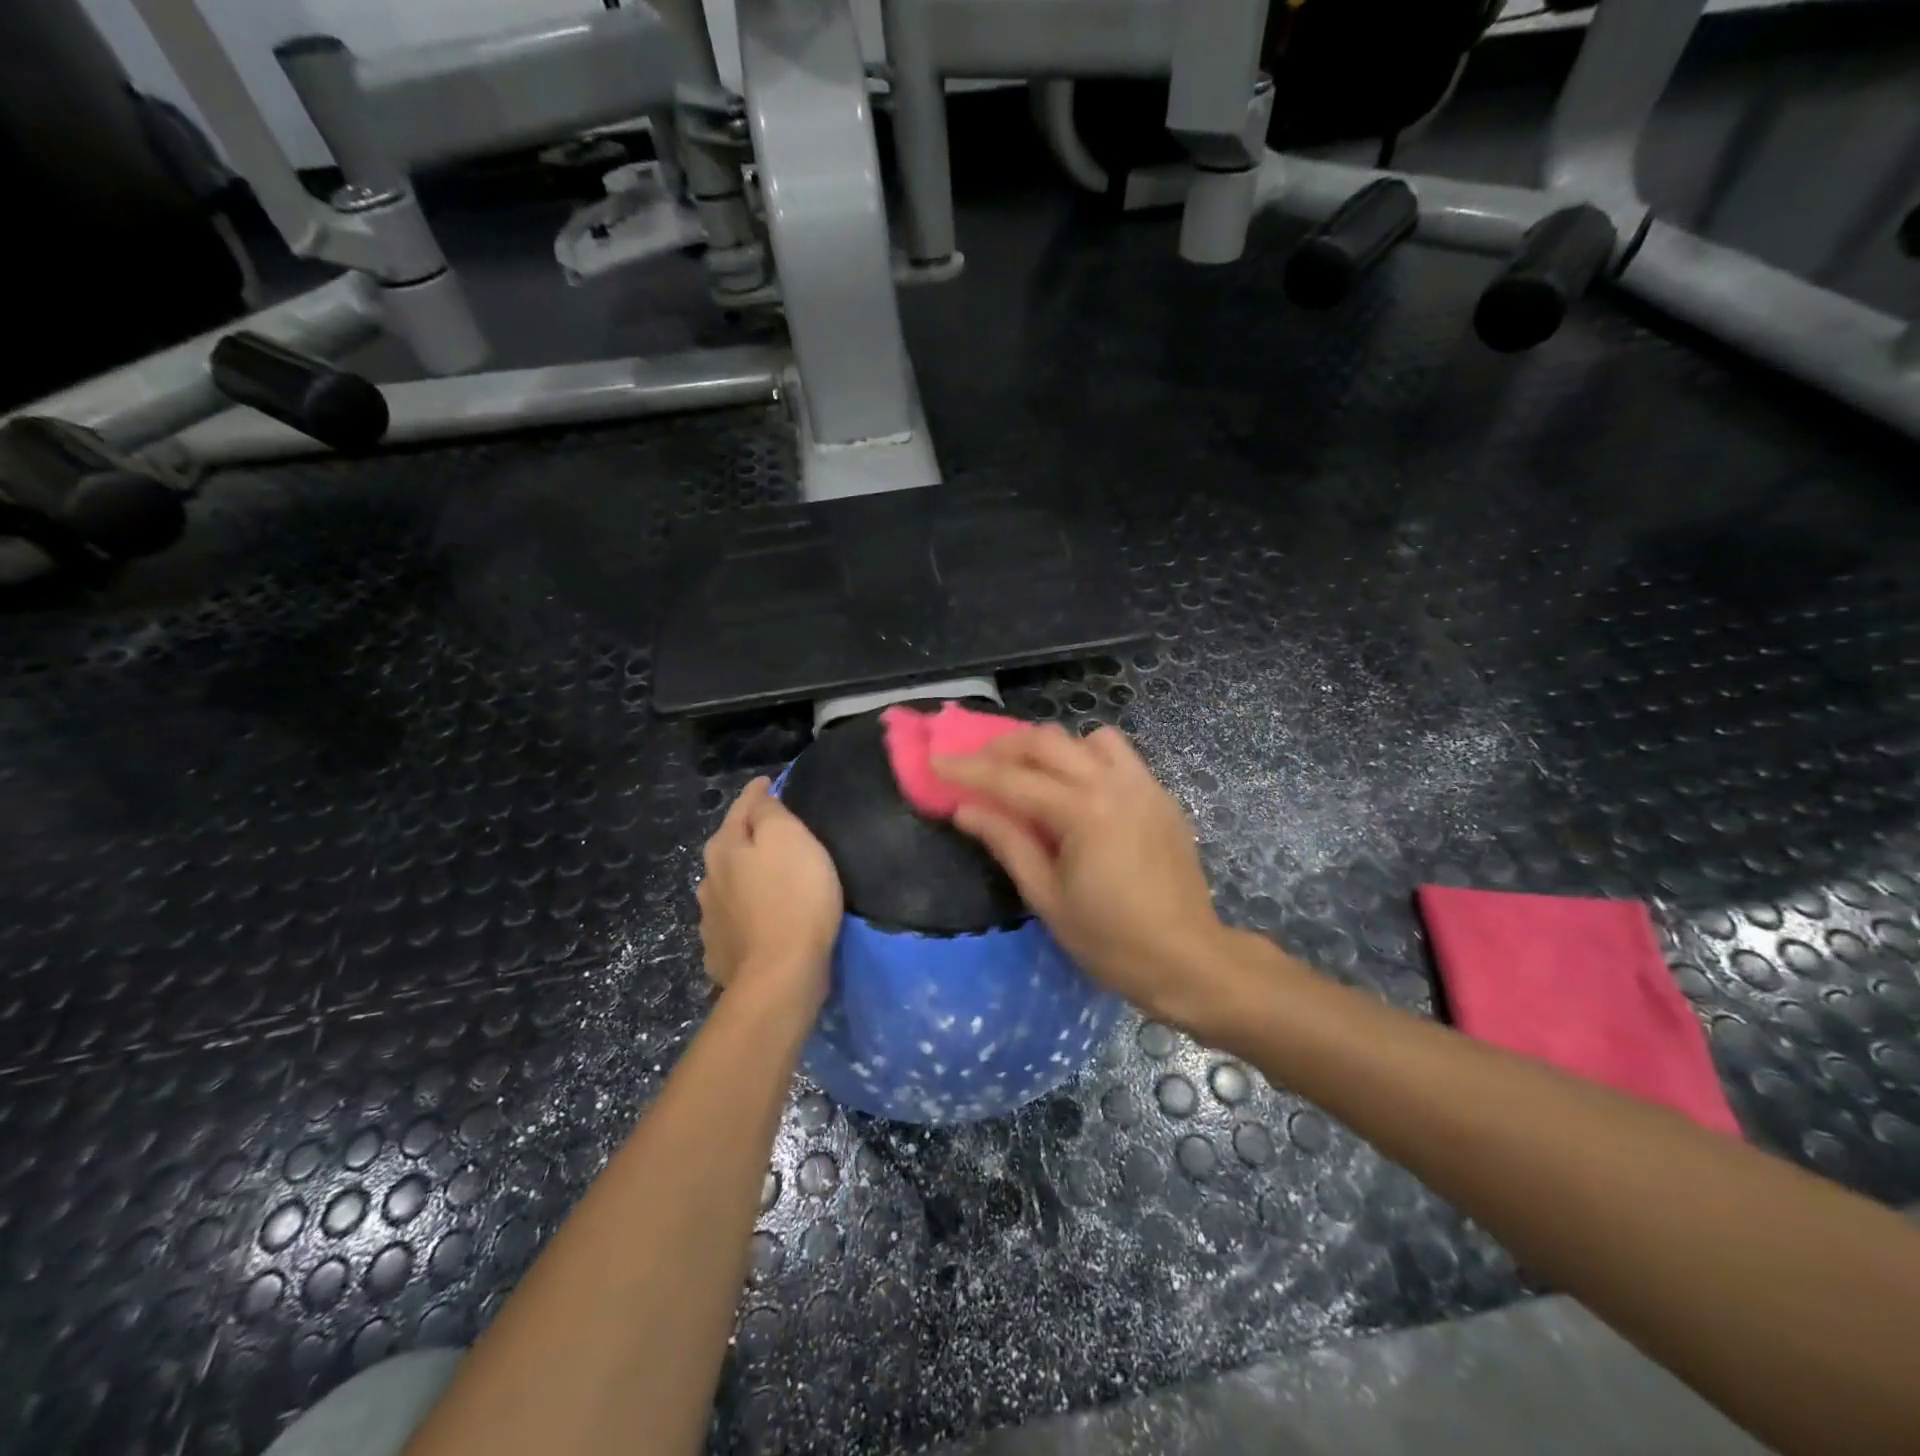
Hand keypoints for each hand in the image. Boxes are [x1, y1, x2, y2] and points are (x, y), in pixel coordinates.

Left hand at [697, 778, 842, 1016]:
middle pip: (729, 847)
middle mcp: (708, 879)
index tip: (769, 783)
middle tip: (774, 833)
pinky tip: (759, 919)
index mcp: (724, 848)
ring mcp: (711, 919)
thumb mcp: (790, 839)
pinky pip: (735, 921)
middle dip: (747, 836)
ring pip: (728, 886)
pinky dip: (746, 913)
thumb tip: (759, 800)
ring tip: (768, 879)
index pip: (742, 807)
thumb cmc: (794, 897)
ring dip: (744, 878)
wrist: (781, 975)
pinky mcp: (721, 953)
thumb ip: (770, 813)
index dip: (758, 793)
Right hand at [933, 725, 1232, 1027]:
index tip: (936, 762)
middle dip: (1006, 747)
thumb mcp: (1048, 898)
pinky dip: (1088, 760)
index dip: (969, 770)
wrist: (1189, 960)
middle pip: (1049, 741)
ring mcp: (1145, 786)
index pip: (1012, 780)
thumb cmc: (1111, 942)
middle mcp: (1115, 784)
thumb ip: (1007, 843)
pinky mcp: (1162, 797)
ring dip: (1054, 749)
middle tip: (978, 765)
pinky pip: (1120, 758)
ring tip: (1034, 776)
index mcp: (1084, 812)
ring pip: (1090, 739)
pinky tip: (1078, 794)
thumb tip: (966, 810)